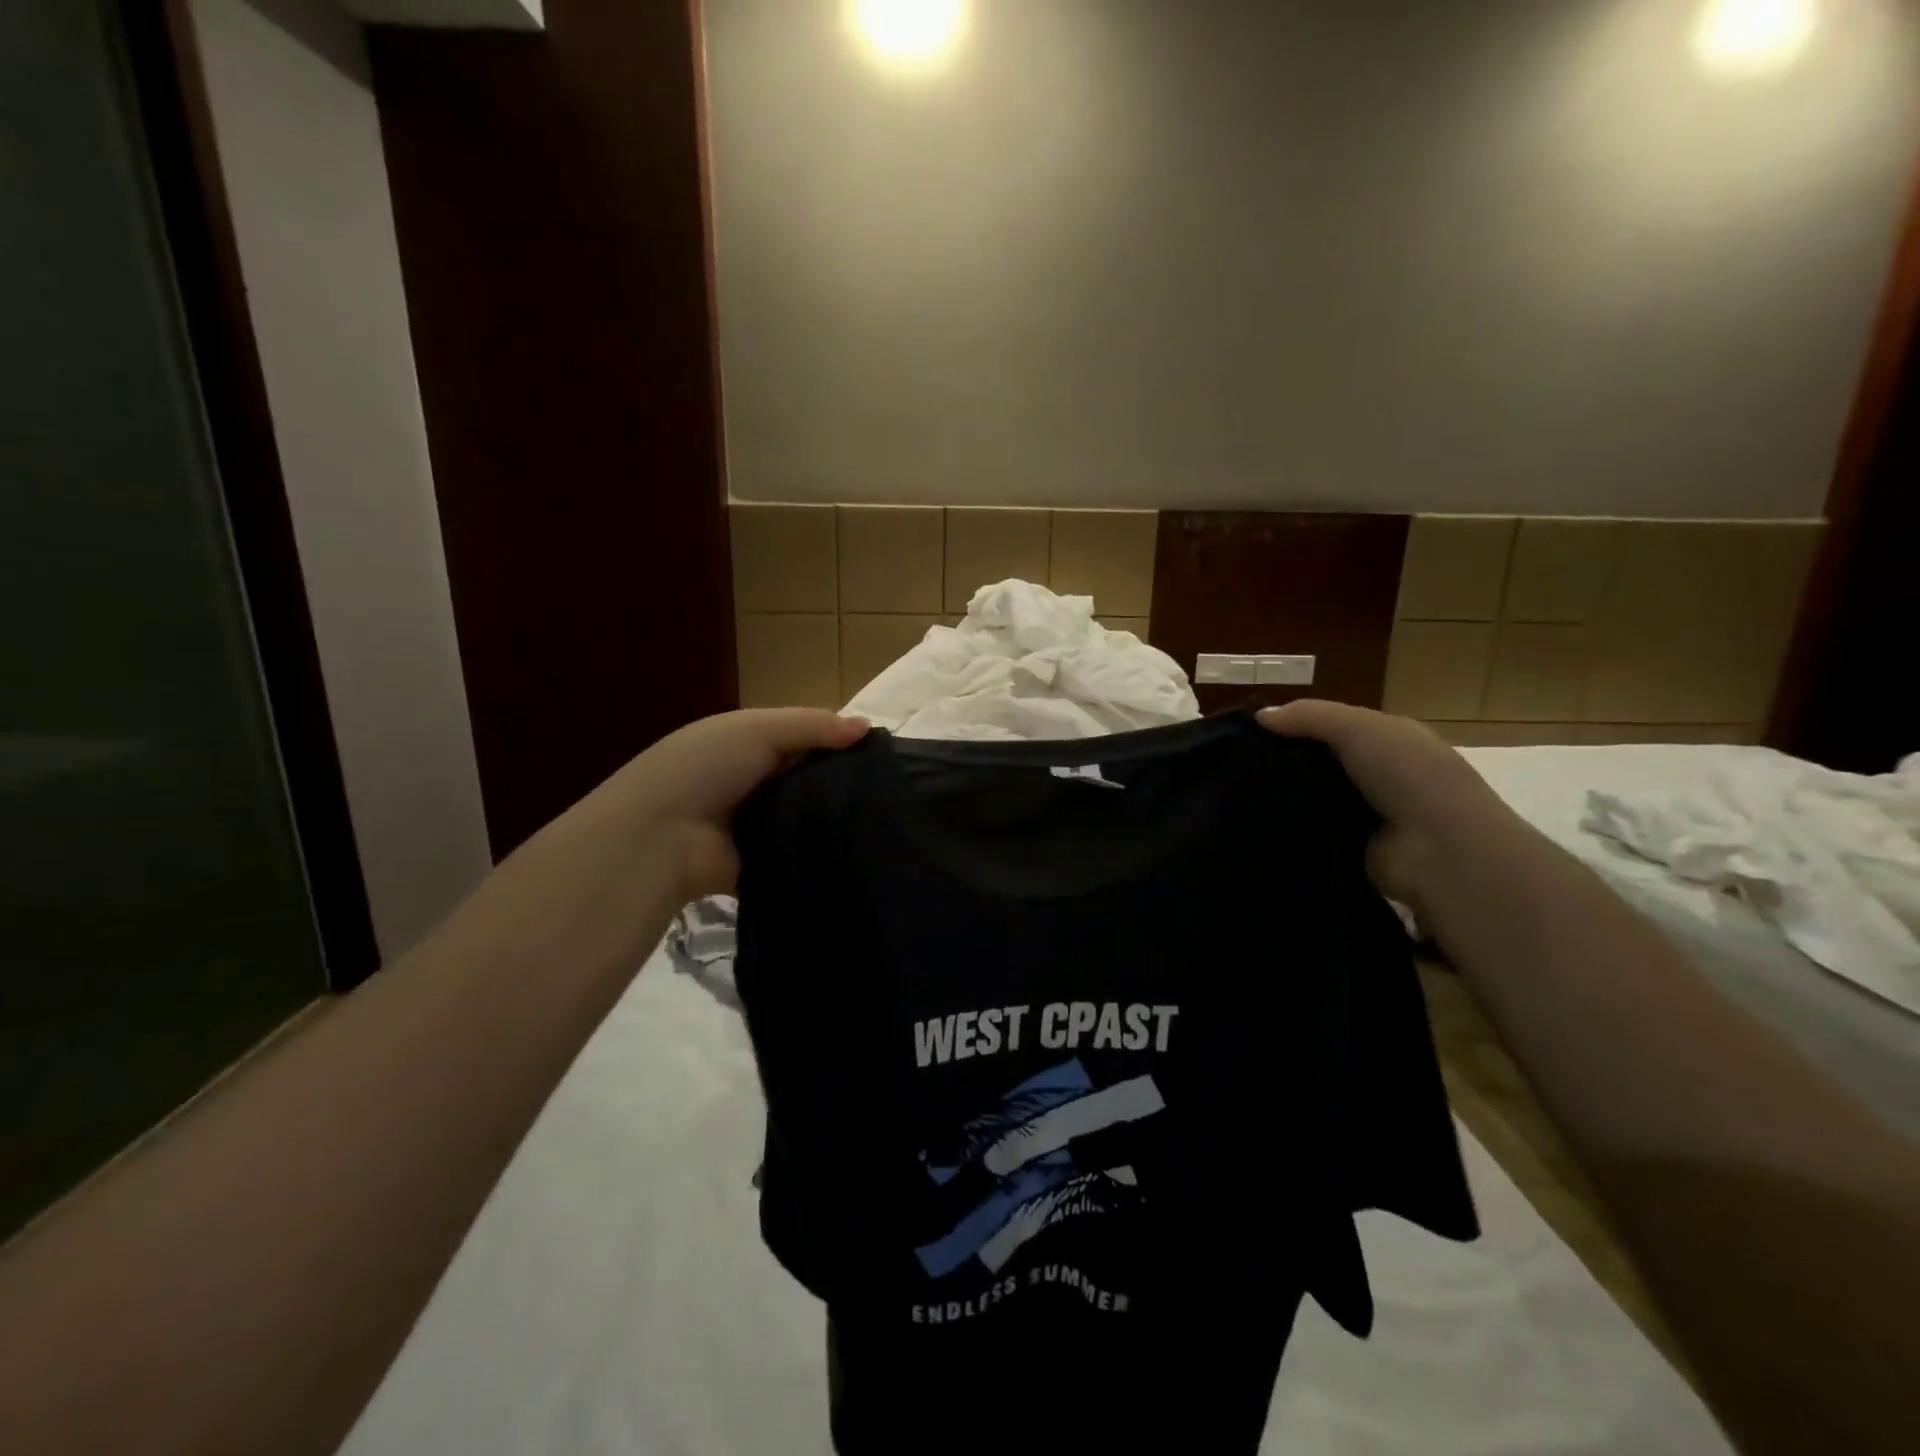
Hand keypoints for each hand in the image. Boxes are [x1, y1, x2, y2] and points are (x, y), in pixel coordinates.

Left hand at [556, 709, 868, 902]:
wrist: (659, 838)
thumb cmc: (705, 768)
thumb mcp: (758, 729)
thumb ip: (813, 725)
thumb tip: (868, 728)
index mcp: (748, 744)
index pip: (804, 739)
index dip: (839, 742)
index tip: (882, 752)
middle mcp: (754, 782)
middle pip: (809, 779)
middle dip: (843, 782)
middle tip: (892, 790)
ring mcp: (758, 825)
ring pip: (808, 817)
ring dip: (835, 818)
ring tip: (885, 820)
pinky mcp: (764, 862)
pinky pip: (801, 853)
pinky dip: (822, 851)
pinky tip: (860, 849)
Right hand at [1257, 700, 1526, 908]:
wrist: (1441, 851)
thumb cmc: (1407, 776)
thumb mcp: (1359, 728)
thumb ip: (1309, 716)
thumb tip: (1260, 716)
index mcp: (1390, 740)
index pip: (1333, 727)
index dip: (1296, 726)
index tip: (1251, 732)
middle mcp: (1380, 775)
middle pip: (1320, 763)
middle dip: (1284, 763)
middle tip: (1236, 764)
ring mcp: (1366, 814)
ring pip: (1312, 798)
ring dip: (1284, 797)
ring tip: (1236, 793)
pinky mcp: (1350, 848)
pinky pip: (1311, 831)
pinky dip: (1290, 827)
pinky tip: (1257, 822)